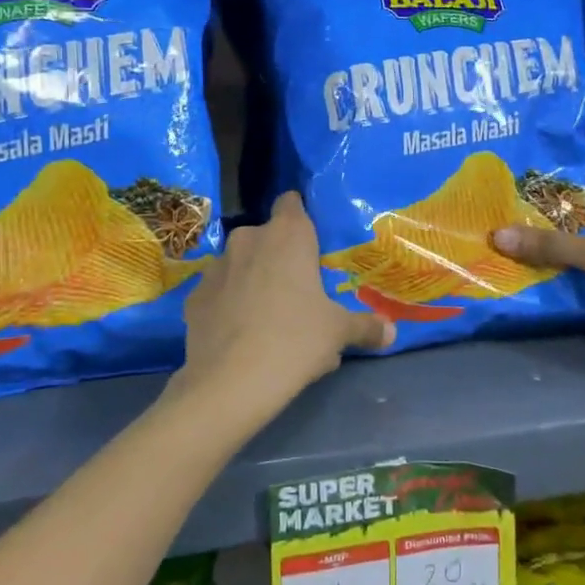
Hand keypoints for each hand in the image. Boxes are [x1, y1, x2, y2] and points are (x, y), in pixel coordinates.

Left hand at [175, 192, 392, 427]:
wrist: (230, 382)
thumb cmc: (295, 341)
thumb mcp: (338, 333)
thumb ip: (366, 326)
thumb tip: (390, 331)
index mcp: (288, 235)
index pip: (292, 202)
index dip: (301, 217)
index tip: (312, 242)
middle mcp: (248, 239)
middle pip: (267, 236)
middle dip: (279, 256)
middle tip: (298, 290)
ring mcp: (216, 266)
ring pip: (240, 263)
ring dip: (252, 279)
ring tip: (267, 318)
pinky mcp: (194, 296)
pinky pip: (218, 292)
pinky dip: (228, 305)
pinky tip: (238, 335)